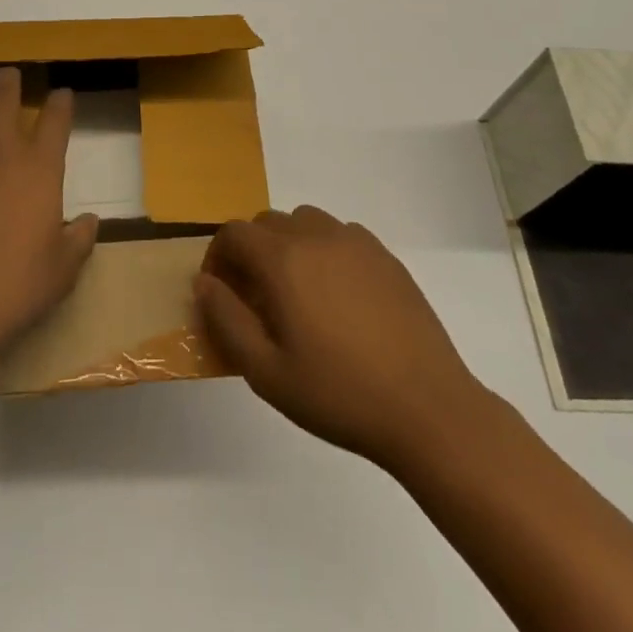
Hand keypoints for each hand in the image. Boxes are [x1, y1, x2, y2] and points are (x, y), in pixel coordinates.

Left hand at [0, 68, 99, 363]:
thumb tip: (89, 222)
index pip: (55, 118)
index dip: (60, 102)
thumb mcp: (63, 269)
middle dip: (9, 80)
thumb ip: (79, 239)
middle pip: (3, 95)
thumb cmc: (15, 286)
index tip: (62, 95)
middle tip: (9, 76)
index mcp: (39, 167)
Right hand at [194, 206, 493, 473]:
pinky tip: (338, 296)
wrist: (428, 409)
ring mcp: (356, 242)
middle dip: (251, 251)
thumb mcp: (266, 372)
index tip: (220, 292)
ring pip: (305, 222)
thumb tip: (204, 283)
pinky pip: (341, 235)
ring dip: (288, 245)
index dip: (217, 257)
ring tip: (297, 293)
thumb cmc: (339, 394)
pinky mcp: (386, 256)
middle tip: (256, 298)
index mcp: (283, 260)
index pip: (234, 233)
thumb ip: (226, 320)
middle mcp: (317, 236)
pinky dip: (325, 250)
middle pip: (267, 222)